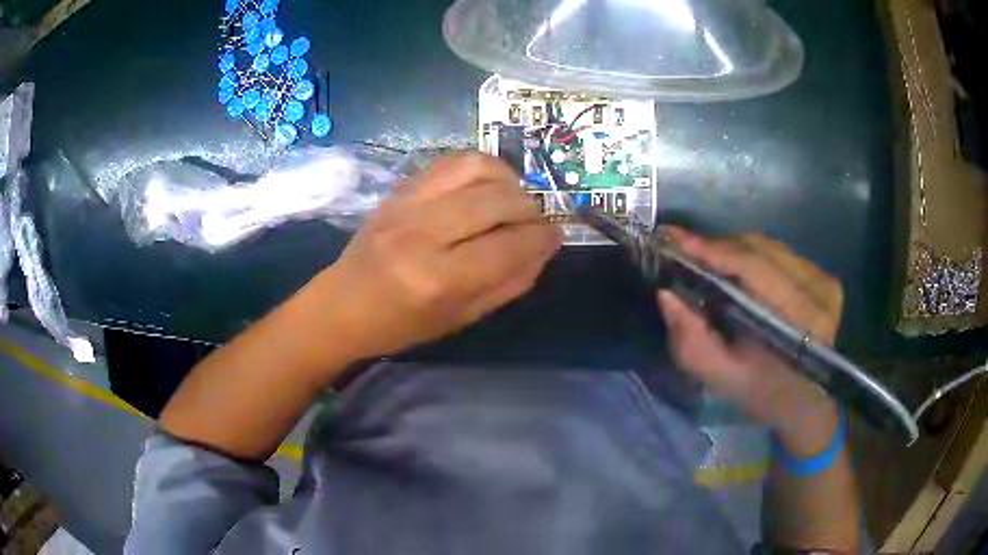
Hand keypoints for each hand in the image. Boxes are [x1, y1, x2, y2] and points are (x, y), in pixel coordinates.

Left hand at [314, 153, 560, 359]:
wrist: (342, 304)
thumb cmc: (401, 325)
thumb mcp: (461, 319)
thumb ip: (509, 283)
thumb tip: (545, 248)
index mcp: (438, 279)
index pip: (509, 246)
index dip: (542, 239)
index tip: (556, 236)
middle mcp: (423, 232)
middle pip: (498, 201)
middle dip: (530, 209)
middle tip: (536, 222)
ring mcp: (408, 203)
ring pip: (477, 167)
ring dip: (509, 179)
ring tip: (514, 198)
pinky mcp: (400, 188)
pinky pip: (451, 160)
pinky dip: (480, 168)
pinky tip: (487, 185)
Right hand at [657, 229, 842, 455]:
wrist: (804, 401)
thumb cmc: (760, 392)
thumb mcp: (720, 375)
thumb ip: (692, 340)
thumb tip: (666, 294)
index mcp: (799, 323)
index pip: (753, 268)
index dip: (714, 251)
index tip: (675, 239)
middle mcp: (819, 294)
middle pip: (760, 250)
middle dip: (718, 247)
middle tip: (683, 247)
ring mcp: (825, 283)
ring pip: (769, 247)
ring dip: (733, 249)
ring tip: (704, 255)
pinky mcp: (826, 278)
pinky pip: (780, 253)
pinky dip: (752, 254)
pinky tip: (735, 265)